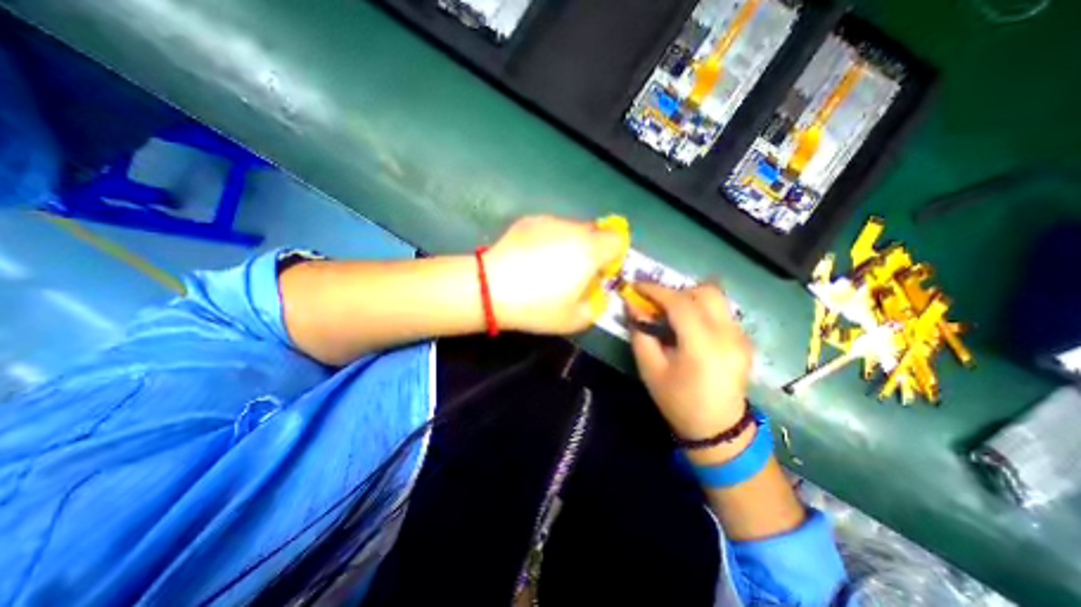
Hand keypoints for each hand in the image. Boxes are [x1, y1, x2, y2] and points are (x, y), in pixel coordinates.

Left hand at [489, 213, 631, 336]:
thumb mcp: (575, 319)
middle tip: (574, 273)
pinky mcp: (528, 221)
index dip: (613, 257)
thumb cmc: (536, 306)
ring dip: (570, 244)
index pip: (617, 240)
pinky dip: (549, 240)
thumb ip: (597, 304)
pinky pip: (550, 228)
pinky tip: (531, 259)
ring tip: (548, 267)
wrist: (490, 288)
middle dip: (592, 250)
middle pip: (595, 232)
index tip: (599, 274)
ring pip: (572, 229)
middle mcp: (572, 228)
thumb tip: (598, 292)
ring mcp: (548, 221)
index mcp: (589, 249)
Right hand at [625, 282, 753, 443]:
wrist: (718, 429)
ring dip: (690, 297)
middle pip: (706, 291)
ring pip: (716, 297)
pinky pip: (721, 311)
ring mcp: (741, 336)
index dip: (655, 290)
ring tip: (671, 314)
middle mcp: (728, 335)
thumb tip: (633, 305)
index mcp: (703, 346)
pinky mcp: (744, 339)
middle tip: (656, 303)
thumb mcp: (650, 369)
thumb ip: (641, 334)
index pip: (680, 302)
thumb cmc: (678, 401)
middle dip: (676, 290)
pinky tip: (689, 328)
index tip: (636, 286)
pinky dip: (701, 309)